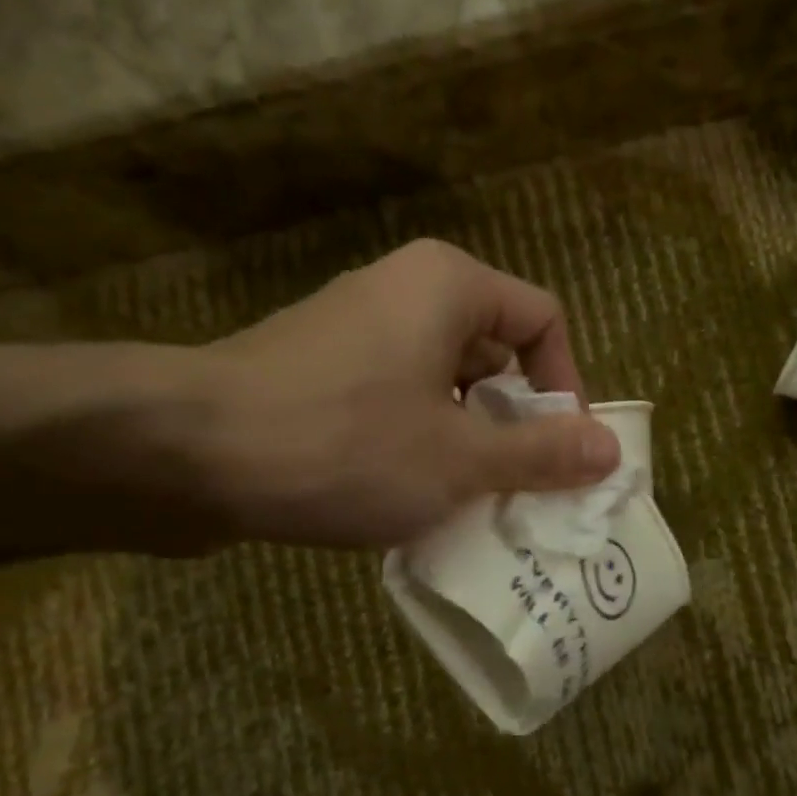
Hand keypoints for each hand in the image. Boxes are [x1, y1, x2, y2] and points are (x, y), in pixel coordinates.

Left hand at [150, 239, 620, 549]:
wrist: (184, 456)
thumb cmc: (342, 446)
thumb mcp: (459, 460)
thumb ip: (540, 454)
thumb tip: (612, 449)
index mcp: (449, 287)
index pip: (544, 322)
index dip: (566, 388)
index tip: (561, 455)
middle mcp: (404, 293)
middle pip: (495, 355)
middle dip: (516, 427)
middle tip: (520, 492)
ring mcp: (356, 333)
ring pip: (445, 387)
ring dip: (468, 447)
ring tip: (471, 508)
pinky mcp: (320, 374)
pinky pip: (398, 404)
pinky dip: (420, 448)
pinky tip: (412, 503)